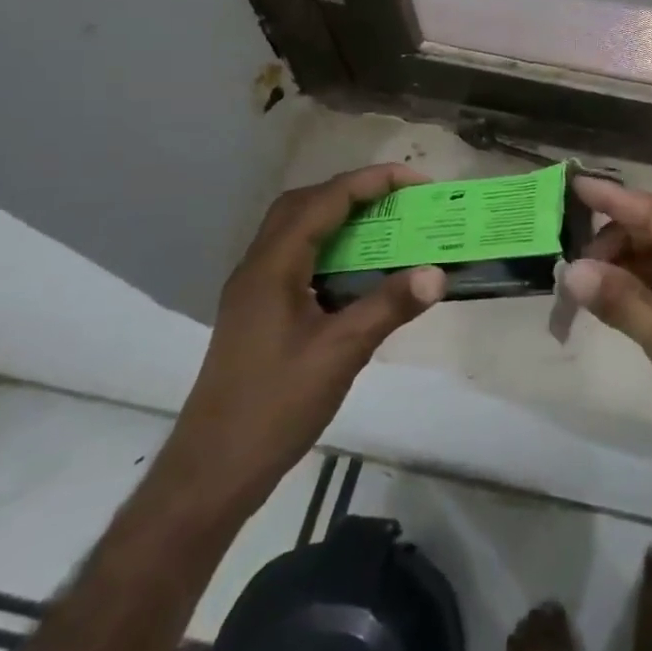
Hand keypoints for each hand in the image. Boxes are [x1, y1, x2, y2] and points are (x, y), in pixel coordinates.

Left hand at [154, 165, 446, 523]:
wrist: (214, 469)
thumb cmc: (275, 406)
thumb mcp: (341, 353)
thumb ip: (389, 307)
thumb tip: (438, 273)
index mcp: (272, 267)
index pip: (324, 201)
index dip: (370, 182)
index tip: (415, 181)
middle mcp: (258, 267)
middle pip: (303, 204)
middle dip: (352, 190)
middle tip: (398, 198)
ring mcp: (254, 290)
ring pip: (296, 231)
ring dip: (339, 216)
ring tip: (385, 224)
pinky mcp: (259, 312)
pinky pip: (297, 258)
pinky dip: (330, 248)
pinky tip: (359, 272)